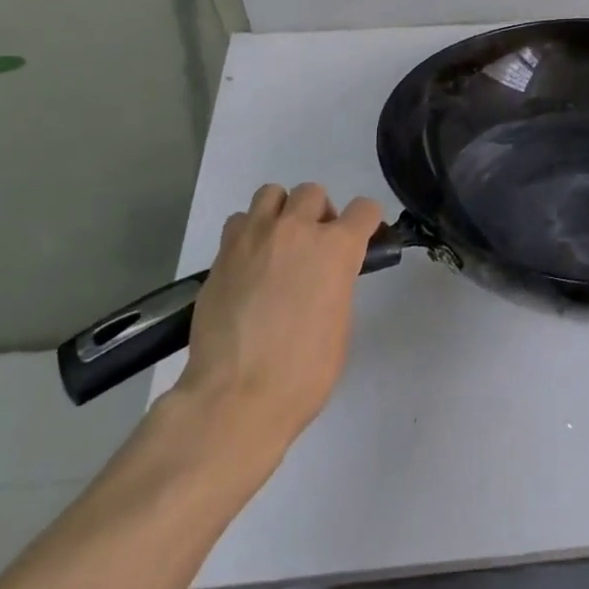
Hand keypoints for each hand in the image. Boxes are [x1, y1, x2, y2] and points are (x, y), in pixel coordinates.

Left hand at [176, 183, 383, 454]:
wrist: (235, 396)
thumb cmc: (303, 372)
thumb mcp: (339, 324)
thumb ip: (336, 284)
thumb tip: (324, 278)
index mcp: (337, 248)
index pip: (365, 209)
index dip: (366, 223)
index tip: (362, 239)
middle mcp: (297, 230)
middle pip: (313, 192)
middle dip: (318, 214)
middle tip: (313, 247)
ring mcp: (255, 237)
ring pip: (271, 193)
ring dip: (280, 212)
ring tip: (276, 246)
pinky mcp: (222, 254)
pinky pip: (239, 222)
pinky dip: (247, 233)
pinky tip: (247, 264)